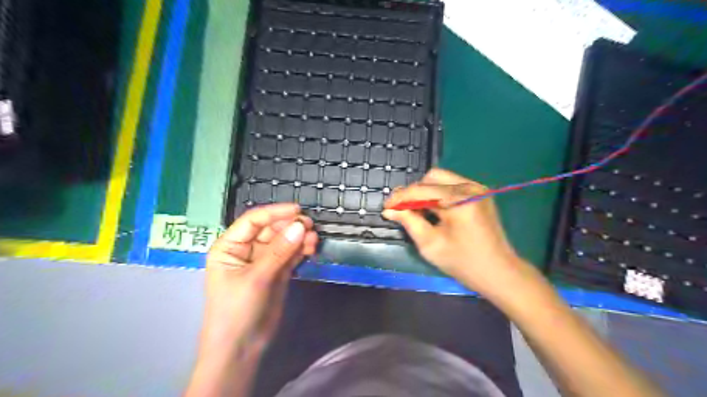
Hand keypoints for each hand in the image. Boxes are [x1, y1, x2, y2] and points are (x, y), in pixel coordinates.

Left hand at [200, 205, 319, 358]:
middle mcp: (246, 250)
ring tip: (313, 239)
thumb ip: (279, 251)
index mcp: (230, 246)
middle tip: (310, 226)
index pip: (253, 221)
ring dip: (298, 238)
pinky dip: (301, 250)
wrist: (241, 348)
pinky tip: (311, 248)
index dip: (275, 213)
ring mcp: (264, 261)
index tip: (297, 210)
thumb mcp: (256, 278)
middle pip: (271, 229)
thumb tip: (300, 226)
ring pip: (283, 241)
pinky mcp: (277, 272)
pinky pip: (290, 255)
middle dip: (290, 226)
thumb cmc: (236, 310)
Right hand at [384, 168, 526, 297]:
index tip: (386, 207)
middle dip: (414, 192)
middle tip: (403, 210)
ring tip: (416, 210)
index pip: (421, 190)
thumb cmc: (463, 263)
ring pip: (441, 179)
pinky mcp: (480, 194)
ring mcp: (478, 188)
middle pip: (432, 178)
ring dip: (425, 192)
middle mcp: (470, 187)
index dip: (400, 198)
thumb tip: (390, 210)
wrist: (500, 272)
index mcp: (459, 200)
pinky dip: (438, 195)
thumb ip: (409, 222)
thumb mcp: (430, 244)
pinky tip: (433, 210)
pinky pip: (452, 186)